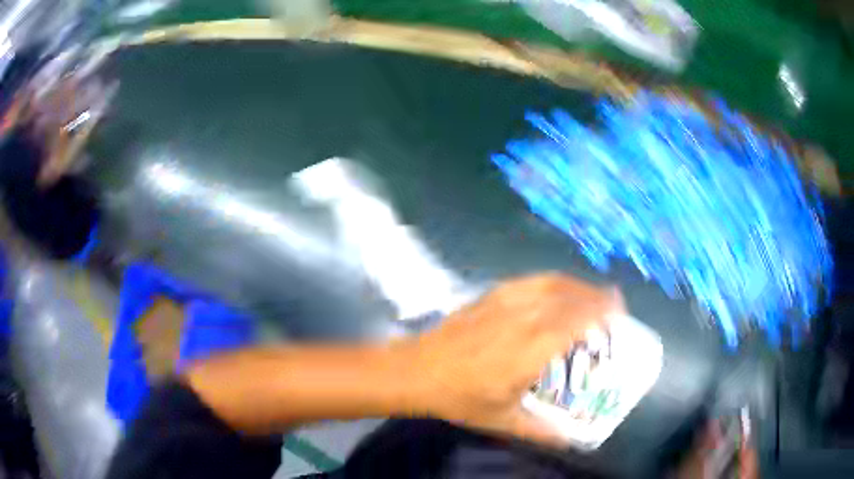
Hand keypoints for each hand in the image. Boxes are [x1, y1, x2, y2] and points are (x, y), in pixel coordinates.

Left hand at [404, 273, 623, 446]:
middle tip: (612, 304)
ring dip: (577, 285)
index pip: (576, 320)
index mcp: (531, 348)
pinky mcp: (490, 295)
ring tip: (590, 294)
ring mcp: (505, 302)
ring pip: (551, 283)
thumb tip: (569, 440)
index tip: (619, 310)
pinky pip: (530, 281)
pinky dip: (552, 281)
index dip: (602, 311)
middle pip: (569, 297)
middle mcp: (523, 318)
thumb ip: (540, 431)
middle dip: (596, 296)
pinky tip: (555, 290)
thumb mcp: (503, 420)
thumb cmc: (460, 397)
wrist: (416, 370)